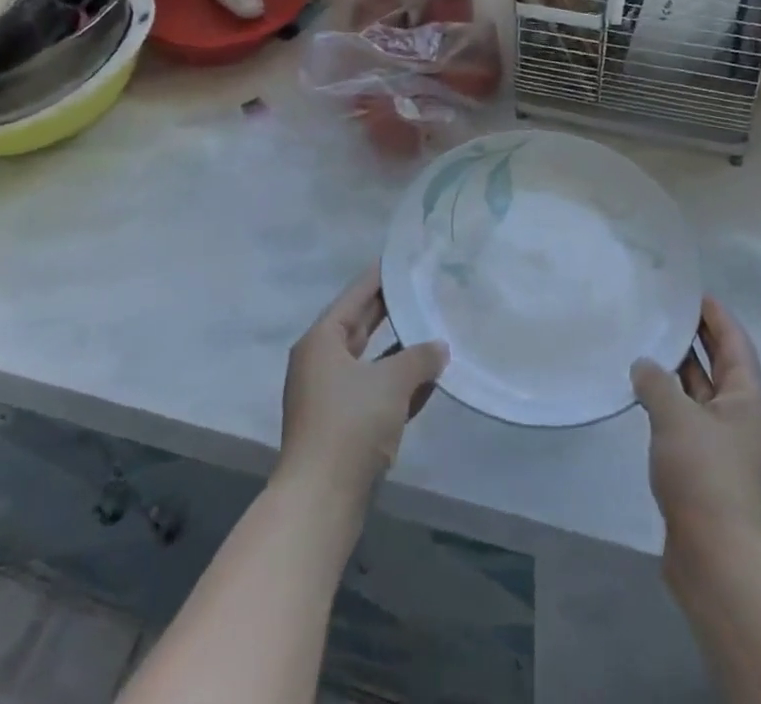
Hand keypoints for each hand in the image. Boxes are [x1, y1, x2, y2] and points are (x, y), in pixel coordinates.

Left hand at [277, 263, 448, 511]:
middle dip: (393, 309)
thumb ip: (419, 357)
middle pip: (362, 324)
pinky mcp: (342, 425)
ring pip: (371, 360)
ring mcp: (330, 395)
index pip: (356, 295)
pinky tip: (429, 379)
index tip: (406, 259)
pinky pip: (374, 390)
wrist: (320, 501)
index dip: (382, 276)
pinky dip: (398, 382)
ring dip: (400, 349)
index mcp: (323, 340)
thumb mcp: (391, 382)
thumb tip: (440, 347)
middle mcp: (322, 361)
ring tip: (434, 329)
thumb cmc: (350, 425)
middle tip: (425, 287)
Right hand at [631, 297, 760, 559]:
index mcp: (748, 398)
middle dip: (696, 337)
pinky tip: (643, 393)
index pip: (734, 342)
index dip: (715, 315)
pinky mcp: (706, 469)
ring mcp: (725, 445)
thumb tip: (643, 365)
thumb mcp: (676, 417)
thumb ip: (656, 381)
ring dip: (678, 370)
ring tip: (646, 342)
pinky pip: (688, 420)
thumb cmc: (705, 475)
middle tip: (665, 309)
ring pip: (701, 393)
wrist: (718, 560)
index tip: (691, 291)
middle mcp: (742, 417)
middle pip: (720, 365)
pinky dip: (669, 401)